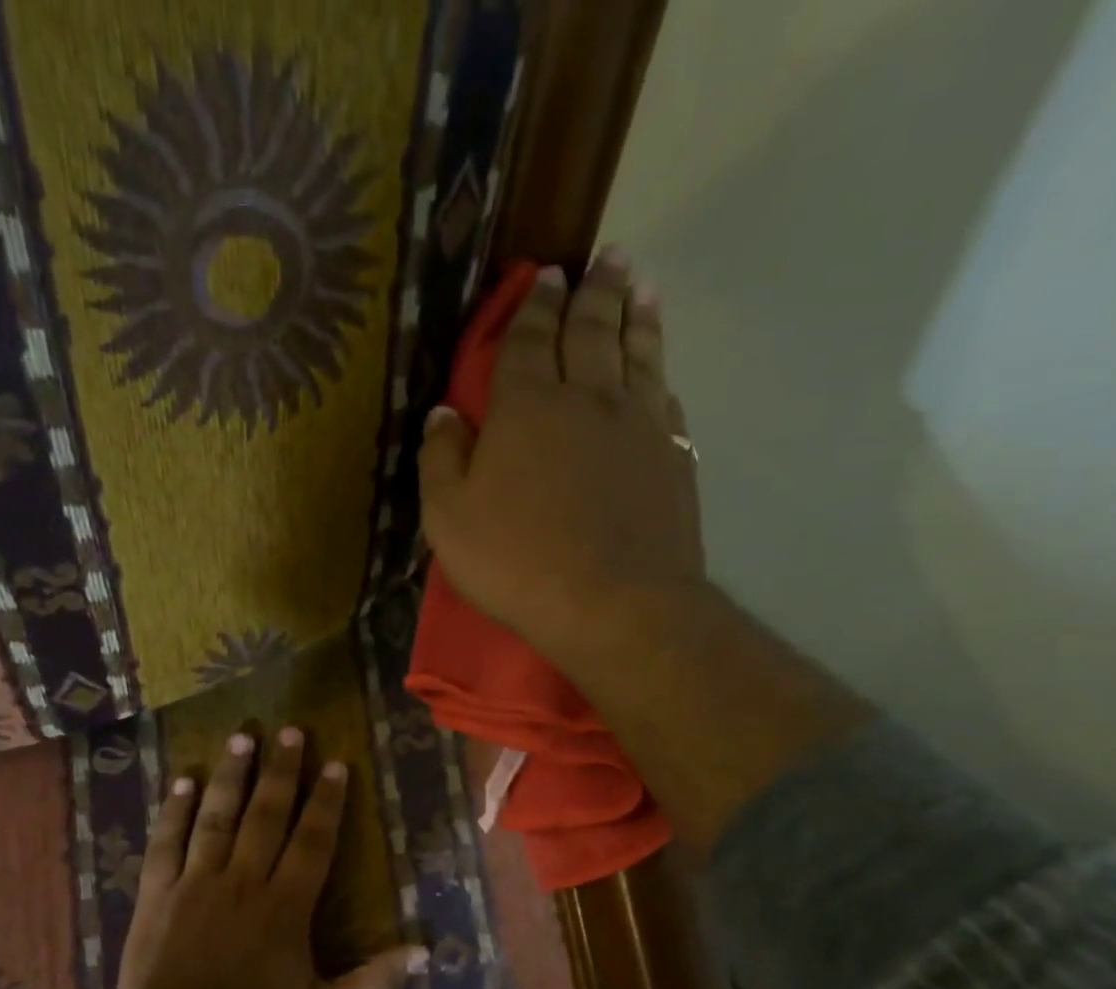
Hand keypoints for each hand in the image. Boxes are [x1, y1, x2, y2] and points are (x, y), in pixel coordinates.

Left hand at [114, 726, 422, 988]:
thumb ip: (375, 982)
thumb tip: (425, 951)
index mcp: (286, 907)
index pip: (313, 840)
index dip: (327, 801)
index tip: (336, 764)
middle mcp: (243, 881)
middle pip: (266, 814)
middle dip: (282, 770)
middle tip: (291, 731)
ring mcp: (195, 884)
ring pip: (216, 816)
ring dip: (231, 775)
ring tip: (243, 737)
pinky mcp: (156, 895)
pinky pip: (165, 843)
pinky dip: (173, 810)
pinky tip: (181, 781)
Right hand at [418, 248, 703, 676]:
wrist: (616, 605)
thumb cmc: (519, 564)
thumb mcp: (449, 520)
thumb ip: (441, 460)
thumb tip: (443, 413)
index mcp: (528, 407)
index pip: (530, 339)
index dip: (536, 304)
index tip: (547, 274)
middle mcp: (589, 399)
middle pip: (593, 330)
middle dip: (596, 290)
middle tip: (608, 257)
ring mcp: (639, 425)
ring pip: (638, 353)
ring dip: (638, 315)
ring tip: (641, 284)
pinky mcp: (674, 457)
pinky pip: (666, 400)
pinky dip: (660, 375)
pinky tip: (659, 371)